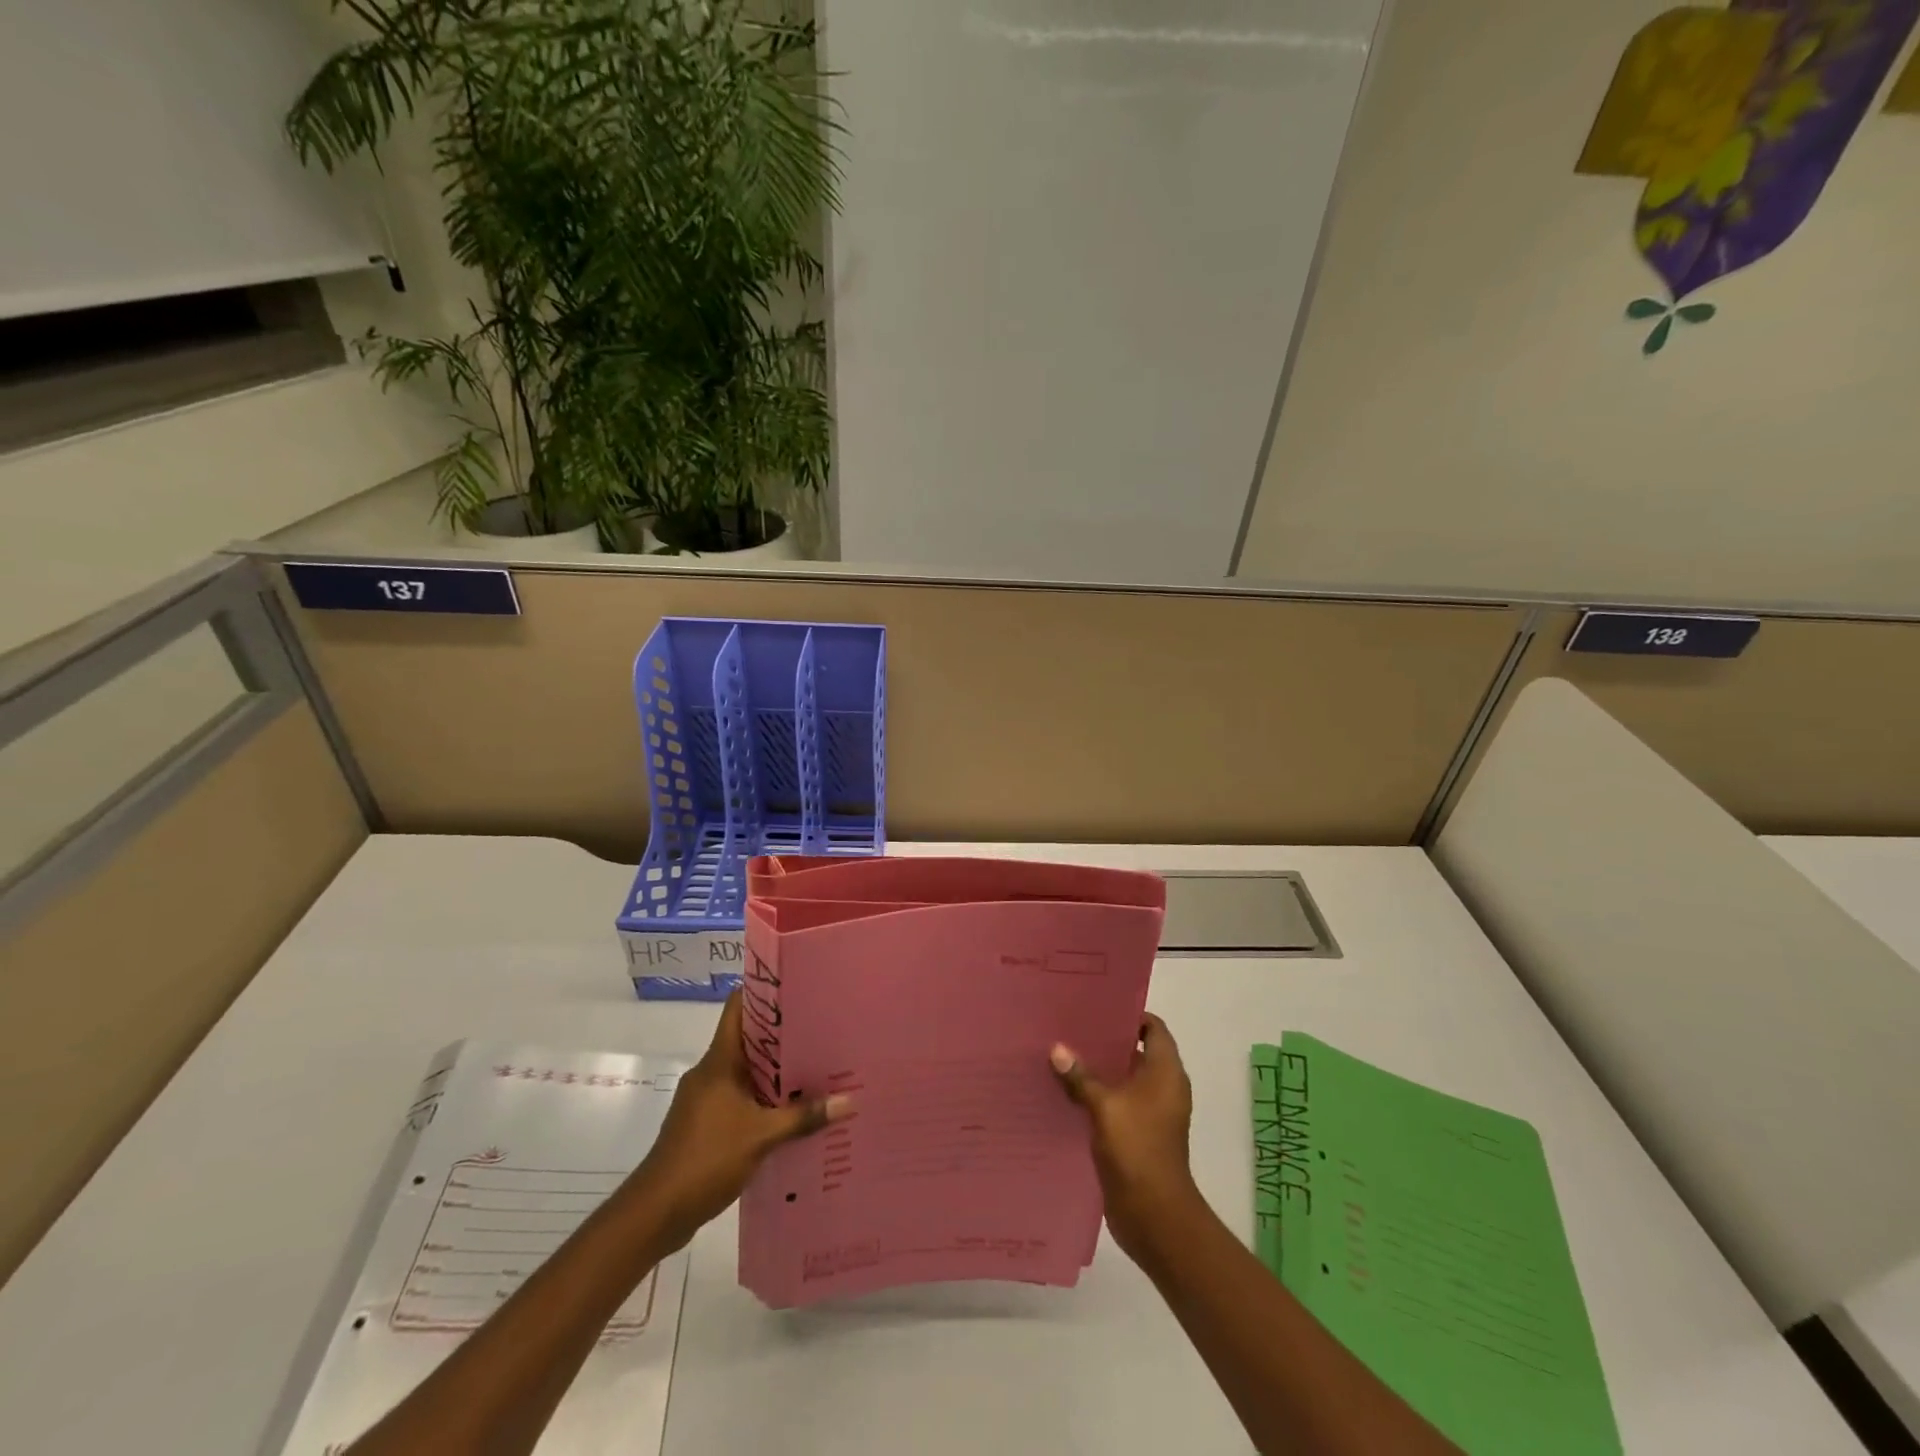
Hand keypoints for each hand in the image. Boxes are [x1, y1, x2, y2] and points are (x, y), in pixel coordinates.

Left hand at [634, 991, 849, 1250]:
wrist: (655, 1212)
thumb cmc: (706, 1158)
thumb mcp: (762, 1136)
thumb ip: (804, 1117)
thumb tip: (849, 1101)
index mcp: (719, 1061)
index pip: (737, 1007)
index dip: (763, 992)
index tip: (796, 988)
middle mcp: (710, 1072)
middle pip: (747, 1039)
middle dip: (781, 1037)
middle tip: (820, 1031)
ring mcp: (703, 1099)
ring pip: (744, 1072)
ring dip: (773, 1073)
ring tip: (813, 1071)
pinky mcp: (703, 1125)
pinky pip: (738, 1099)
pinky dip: (761, 1101)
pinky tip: (788, 1113)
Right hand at [1050, 1013, 1200, 1267]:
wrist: (1155, 1215)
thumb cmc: (1137, 1148)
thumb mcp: (1104, 1106)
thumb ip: (1080, 1076)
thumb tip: (1056, 1049)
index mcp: (1165, 1072)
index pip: (1153, 1028)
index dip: (1129, 1015)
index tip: (1097, 1006)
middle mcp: (1163, 1087)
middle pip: (1135, 1051)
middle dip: (1105, 1041)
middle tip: (1070, 1026)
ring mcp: (1151, 1113)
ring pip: (1123, 1079)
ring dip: (1098, 1070)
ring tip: (1062, 1054)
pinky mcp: (1138, 1135)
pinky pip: (1116, 1104)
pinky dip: (1097, 1096)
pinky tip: (1066, 1092)